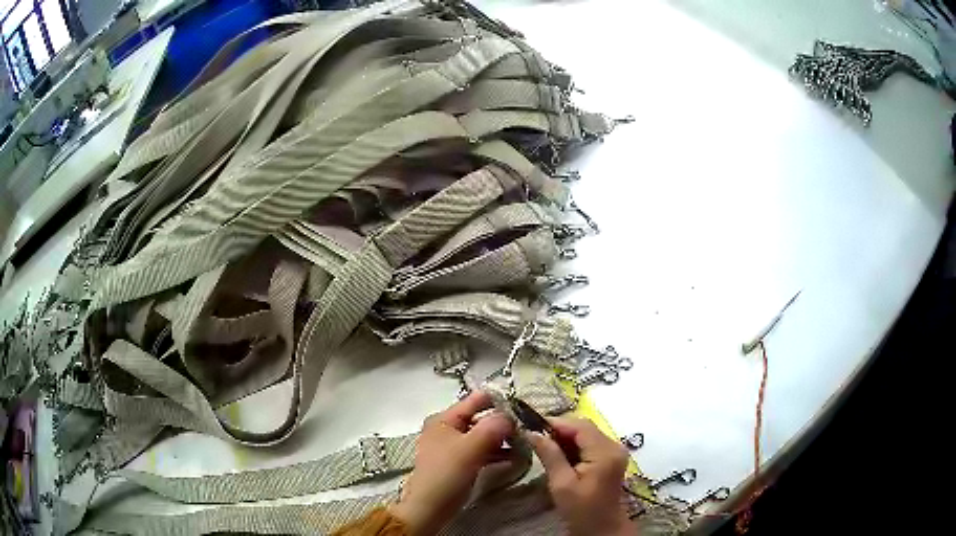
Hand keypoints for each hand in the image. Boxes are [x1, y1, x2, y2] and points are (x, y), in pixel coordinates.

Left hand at [390, 391, 514, 535]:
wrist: (429, 508)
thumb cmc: (447, 474)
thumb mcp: (471, 448)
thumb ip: (493, 427)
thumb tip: (511, 415)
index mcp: (444, 419)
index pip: (477, 400)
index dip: (500, 402)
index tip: (524, 409)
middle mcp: (447, 428)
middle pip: (481, 418)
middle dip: (504, 424)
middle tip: (528, 431)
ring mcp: (452, 446)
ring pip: (483, 436)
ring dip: (503, 440)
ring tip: (526, 445)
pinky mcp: (458, 462)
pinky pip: (481, 451)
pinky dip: (497, 453)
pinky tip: (515, 458)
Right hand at [528, 417, 636, 535]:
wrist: (603, 529)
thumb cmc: (582, 511)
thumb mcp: (562, 484)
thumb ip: (550, 456)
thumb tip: (532, 432)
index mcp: (605, 452)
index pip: (580, 425)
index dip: (556, 423)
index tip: (531, 426)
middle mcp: (614, 446)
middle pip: (584, 427)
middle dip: (559, 429)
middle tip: (534, 436)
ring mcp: (614, 452)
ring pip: (586, 434)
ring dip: (565, 437)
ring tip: (542, 445)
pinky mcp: (611, 458)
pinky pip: (590, 444)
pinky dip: (574, 445)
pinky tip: (558, 454)